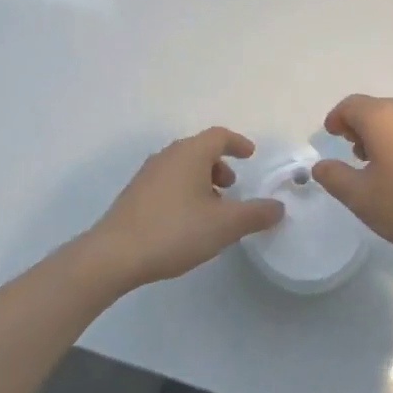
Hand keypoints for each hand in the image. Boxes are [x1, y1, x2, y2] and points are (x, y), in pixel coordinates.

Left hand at [87, 128, 283, 288]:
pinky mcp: (134, 196)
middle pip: (199, 150)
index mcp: (190, 154)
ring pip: (182, 168)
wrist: (114, 255)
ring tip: (213, 208)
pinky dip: (185, 191)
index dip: (238, 143)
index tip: (251, 155)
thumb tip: (278, 206)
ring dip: (202, 180)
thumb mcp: (225, 225)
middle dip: (220, 164)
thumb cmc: (175, 231)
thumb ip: (255, 214)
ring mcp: (147, 175)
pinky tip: (188, 221)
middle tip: (233, 186)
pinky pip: (168, 183)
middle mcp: (167, 157)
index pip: (219, 136)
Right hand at [310, 96, 392, 270]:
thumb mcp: (364, 199)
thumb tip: (321, 165)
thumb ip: (336, 179)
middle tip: (354, 157)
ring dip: (385, 138)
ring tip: (381, 171)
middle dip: (360, 129)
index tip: (330, 136)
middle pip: (377, 110)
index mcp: (384, 117)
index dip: (336, 119)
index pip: (351, 105)